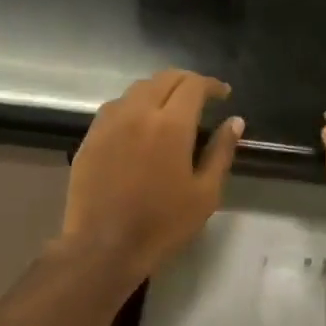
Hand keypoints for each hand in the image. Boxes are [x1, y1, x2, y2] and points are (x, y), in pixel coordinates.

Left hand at [60, 70, 242, 286]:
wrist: (104, 246)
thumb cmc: (162, 224)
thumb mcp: (205, 194)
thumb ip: (221, 152)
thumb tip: (235, 121)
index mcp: (170, 124)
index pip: (193, 85)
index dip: (211, 85)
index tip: (223, 94)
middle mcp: (137, 113)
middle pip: (163, 79)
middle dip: (186, 81)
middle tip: (201, 96)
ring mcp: (109, 123)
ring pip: (137, 89)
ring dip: (159, 90)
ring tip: (171, 107)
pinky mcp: (90, 137)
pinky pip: (115, 107)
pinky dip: (134, 105)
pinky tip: (140, 124)